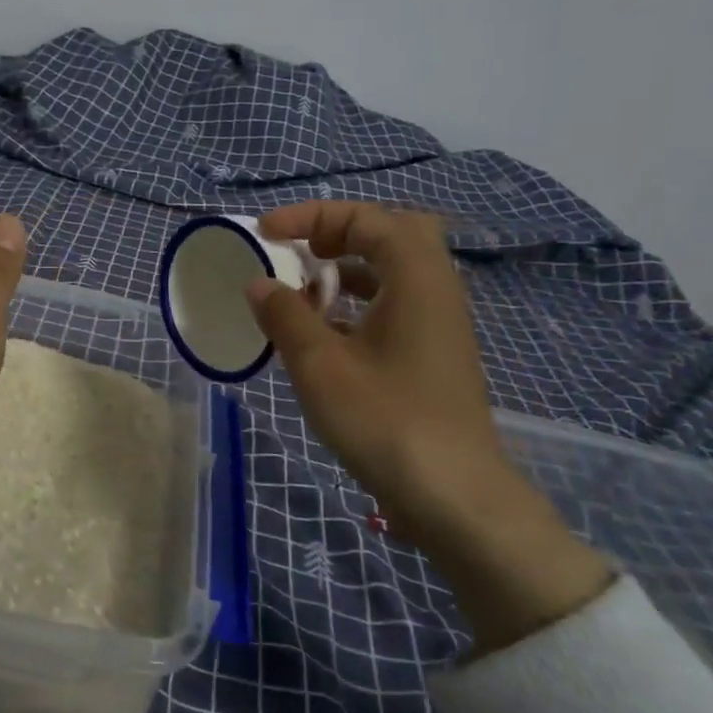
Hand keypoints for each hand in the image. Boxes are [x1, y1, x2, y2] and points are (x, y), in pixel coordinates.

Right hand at [249, 201, 610, 650]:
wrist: (453, 497)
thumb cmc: (385, 420)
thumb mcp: (320, 365)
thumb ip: (285, 315)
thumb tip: (259, 283)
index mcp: (416, 278)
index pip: (366, 218)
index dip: (311, 215)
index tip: (264, 232)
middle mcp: (435, 290)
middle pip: (391, 234)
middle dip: (339, 232)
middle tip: (300, 251)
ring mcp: (438, 324)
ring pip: (393, 272)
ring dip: (346, 268)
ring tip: (302, 288)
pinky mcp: (432, 355)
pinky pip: (393, 305)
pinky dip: (356, 302)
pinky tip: (323, 332)